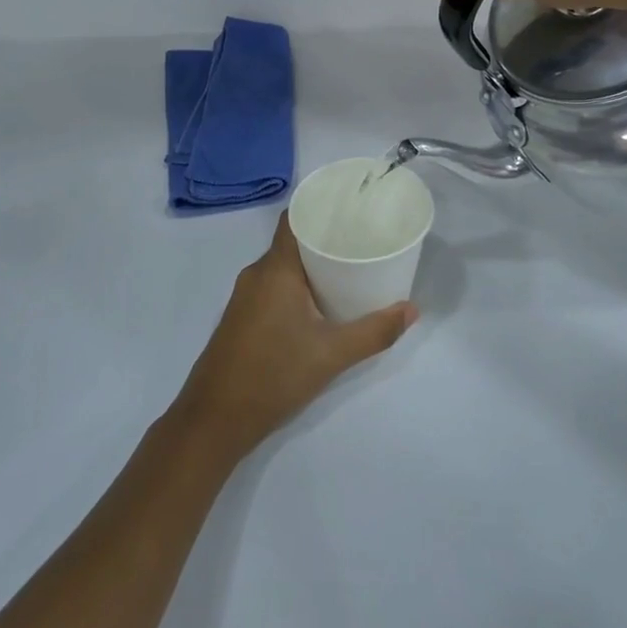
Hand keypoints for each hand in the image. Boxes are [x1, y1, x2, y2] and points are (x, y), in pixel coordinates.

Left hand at [174, 215, 416, 460]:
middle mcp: (256, 273)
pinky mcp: (241, 317)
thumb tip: (411, 310)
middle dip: (324, 240)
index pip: (294, 219)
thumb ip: (374, 332)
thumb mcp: (332, 355)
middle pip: (292, 242)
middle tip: (361, 242)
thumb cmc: (274, 375)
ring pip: (282, 267)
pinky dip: (295, 286)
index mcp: (275, 269)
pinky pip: (272, 287)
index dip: (319, 209)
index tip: (350, 208)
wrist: (215, 419)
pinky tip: (318, 304)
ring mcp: (244, 296)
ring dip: (310, 266)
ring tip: (347, 271)